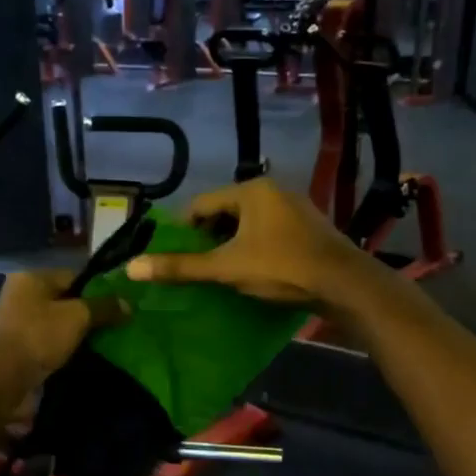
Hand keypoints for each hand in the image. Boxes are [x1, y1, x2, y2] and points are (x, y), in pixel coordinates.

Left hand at [0, 270, 126, 389]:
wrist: (3, 381)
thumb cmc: (39, 337)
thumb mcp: (78, 317)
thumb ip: (103, 307)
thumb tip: (127, 303)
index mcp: (28, 278)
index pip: (71, 277)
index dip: (96, 290)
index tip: (116, 307)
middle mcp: (16, 296)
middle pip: (61, 301)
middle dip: (84, 314)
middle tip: (111, 327)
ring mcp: (11, 325)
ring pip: (52, 325)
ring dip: (71, 335)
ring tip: (98, 346)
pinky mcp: (11, 351)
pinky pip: (43, 345)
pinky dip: (58, 351)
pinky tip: (77, 360)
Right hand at [124, 178, 367, 305]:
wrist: (344, 284)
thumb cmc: (281, 268)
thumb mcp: (226, 268)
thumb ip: (181, 267)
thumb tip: (132, 267)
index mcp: (251, 191)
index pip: (202, 203)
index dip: (183, 229)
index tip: (174, 255)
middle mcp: (273, 191)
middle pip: (225, 212)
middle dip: (208, 238)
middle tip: (197, 266)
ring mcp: (295, 208)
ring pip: (248, 224)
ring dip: (232, 245)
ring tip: (221, 272)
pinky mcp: (308, 228)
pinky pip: (269, 233)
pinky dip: (254, 248)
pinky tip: (253, 271)